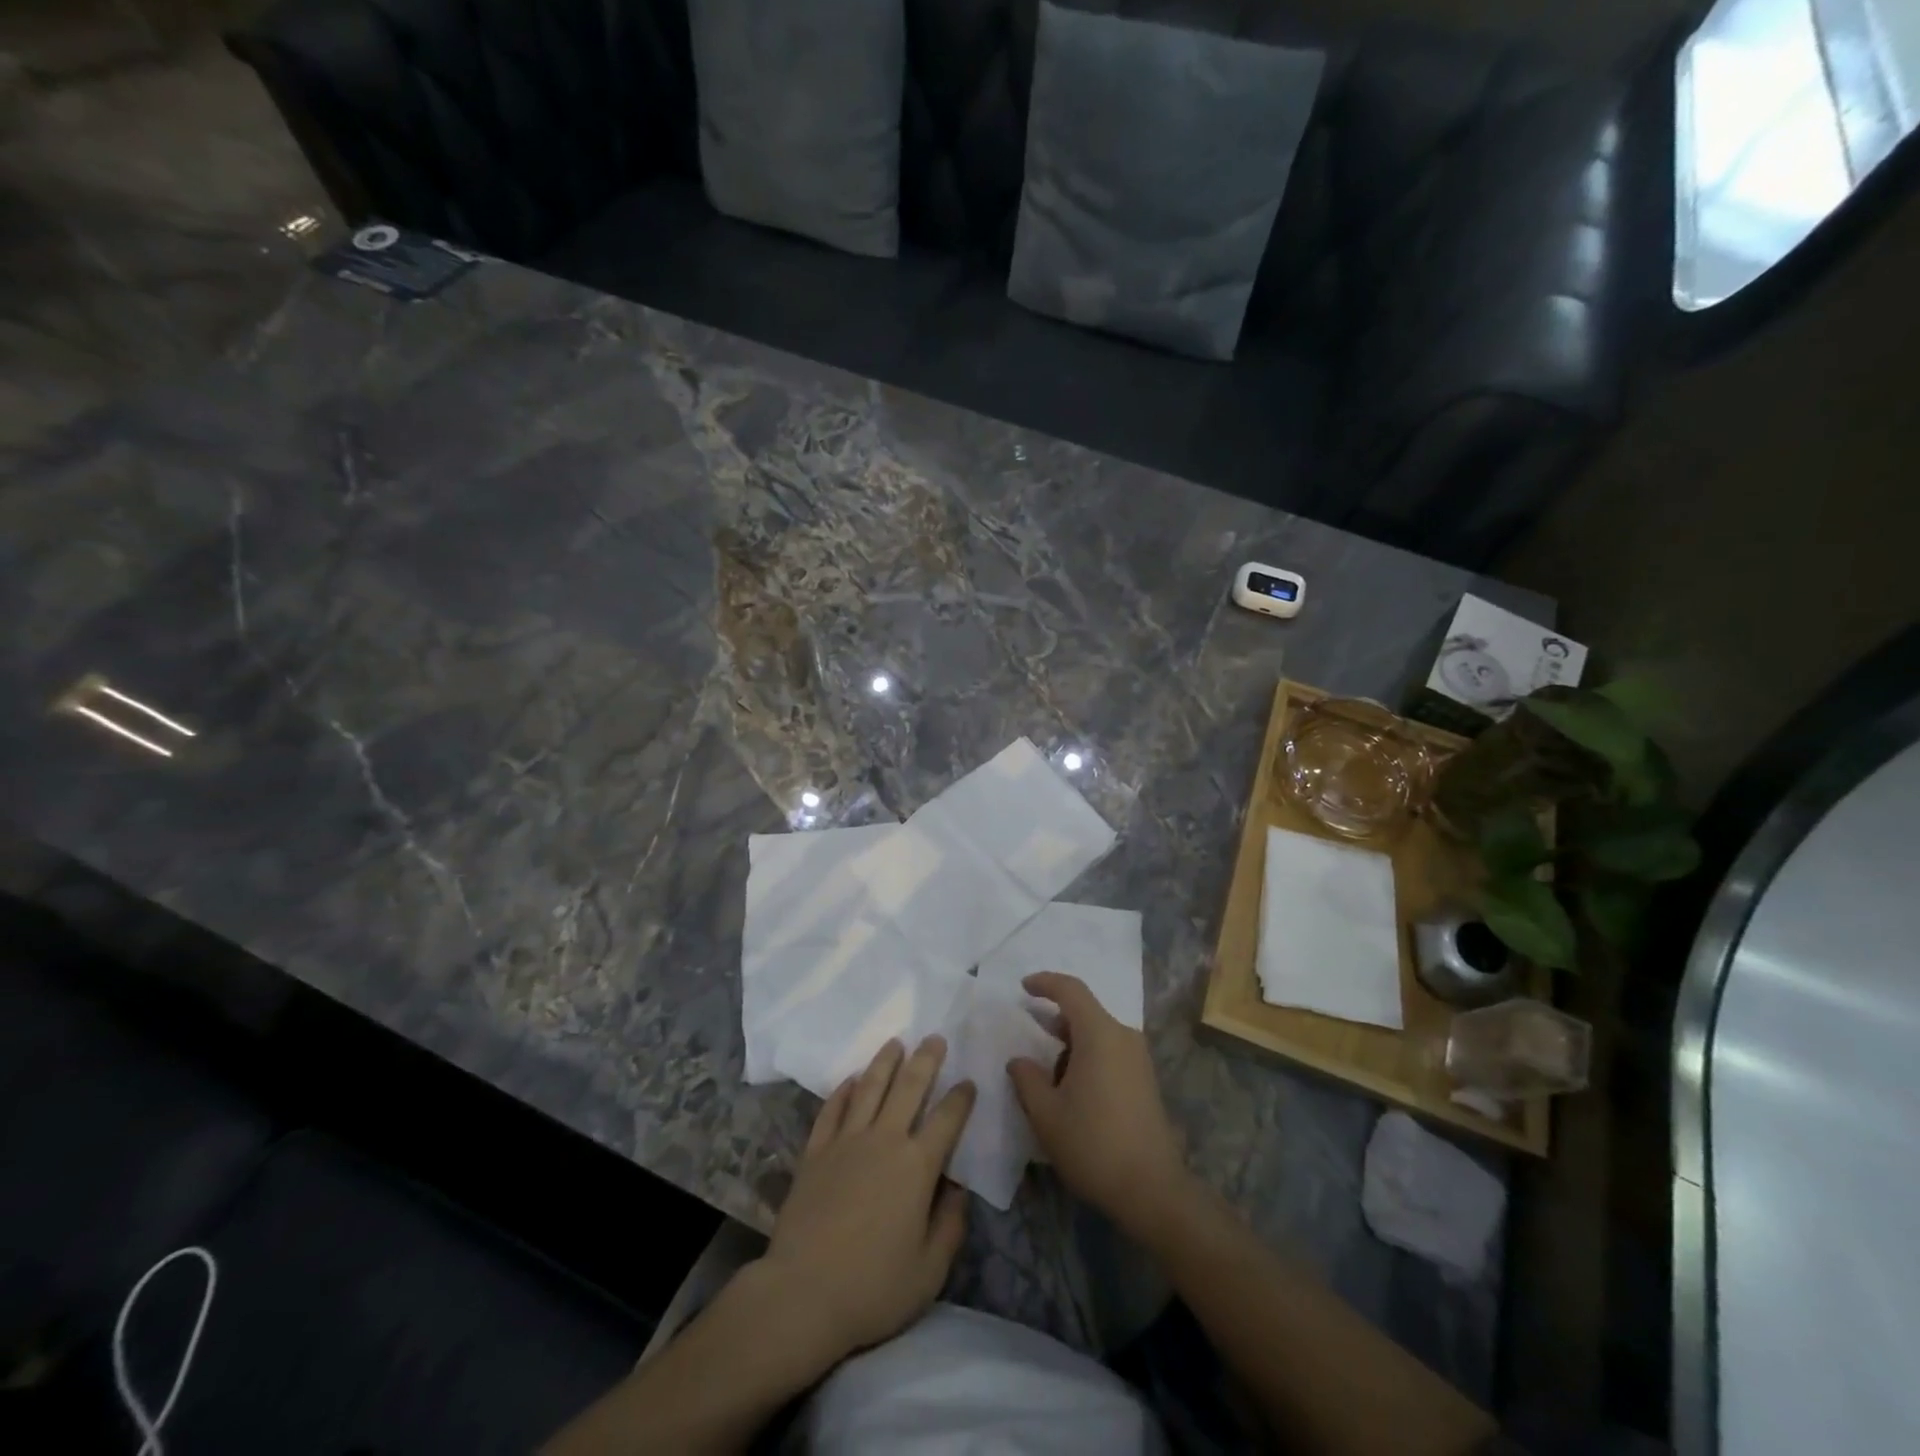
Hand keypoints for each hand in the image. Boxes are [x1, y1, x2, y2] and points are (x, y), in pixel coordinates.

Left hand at [757, 1036, 975, 1361]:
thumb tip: (959, 1189)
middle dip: (925, 1060)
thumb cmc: (873, 1287)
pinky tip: (851, 1079)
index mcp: (917, 1166)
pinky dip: (844, 1091)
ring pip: (869, 1088)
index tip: (969, 1082)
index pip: (947, 1119)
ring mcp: (846, 1141)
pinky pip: (832, 1109)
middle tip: (935, 1037)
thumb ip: (950, 1224)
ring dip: (885, 1061)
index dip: (961, 1098)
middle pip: (909, 1087)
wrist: (803, 1293)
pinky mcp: (815, 1151)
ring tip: (895, 1042)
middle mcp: (884, 1140)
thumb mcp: (930, 1270)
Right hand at [1008, 972, 1193, 1244]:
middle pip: (1085, 1012)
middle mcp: (1123, 1037)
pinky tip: (1073, 1091)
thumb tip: (1019, 1061)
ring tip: (1049, 1079)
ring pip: (1097, 1034)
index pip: (1071, 990)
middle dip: (1055, 1021)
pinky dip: (1088, 1058)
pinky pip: (1110, 1052)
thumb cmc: (1093, 1144)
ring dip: (1071, 1045)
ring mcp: (1138, 1059)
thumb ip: (1027, 1079)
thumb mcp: (1046, 1114)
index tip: (1023, 987)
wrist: (1152, 1190)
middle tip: (1031, 1038)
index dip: (1045, 983)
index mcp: (1099, 1034)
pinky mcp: (1145, 1080)